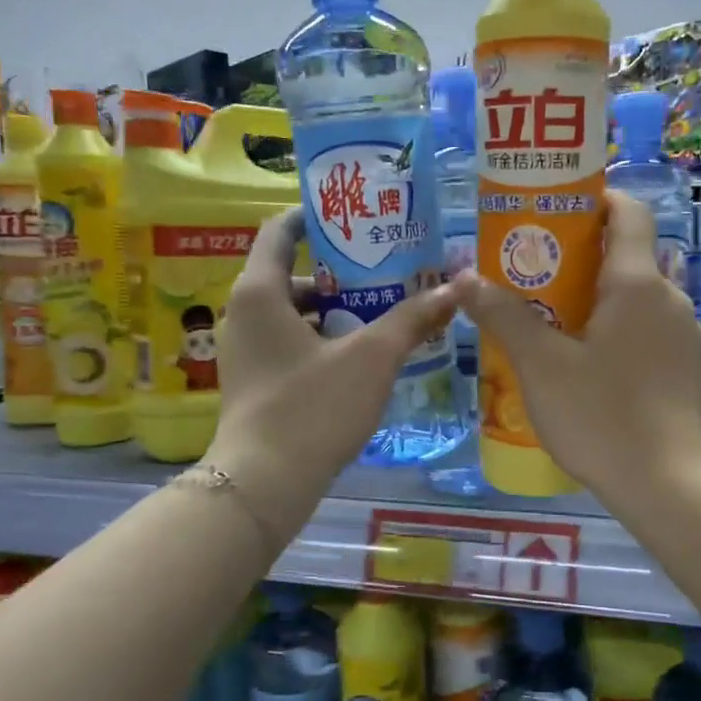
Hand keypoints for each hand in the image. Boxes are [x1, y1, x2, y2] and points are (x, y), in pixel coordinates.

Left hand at [207, 208, 457, 542]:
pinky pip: (291, 342)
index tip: (357, 215)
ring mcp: (246, 351)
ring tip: (386, 312)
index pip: (280, 230)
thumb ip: (413, 318)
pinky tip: (362, 356)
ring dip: (337, 309)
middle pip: (294, 274)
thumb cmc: (312, 407)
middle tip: (389, 269)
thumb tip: (456, 287)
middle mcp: (244, 313)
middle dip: (343, 272)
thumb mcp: (372, 358)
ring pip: (295, 313)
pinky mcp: (254, 382)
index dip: (317, 216)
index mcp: (260, 291)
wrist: (263, 484)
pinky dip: (324, 339)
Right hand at [452, 190, 700, 502]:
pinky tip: (592, 374)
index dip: (597, 198)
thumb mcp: (541, 366)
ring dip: (599, 305)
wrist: (669, 486)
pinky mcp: (692, 373)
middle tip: (534, 281)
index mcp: (638, 284)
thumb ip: (504, 316)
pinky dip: (620, 337)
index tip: (559, 209)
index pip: (629, 212)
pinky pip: (651, 337)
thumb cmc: (602, 415)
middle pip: (627, 259)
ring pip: (638, 303)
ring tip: (555, 332)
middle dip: (581, 262)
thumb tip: (465, 277)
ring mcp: (687, 339)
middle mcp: (672, 300)